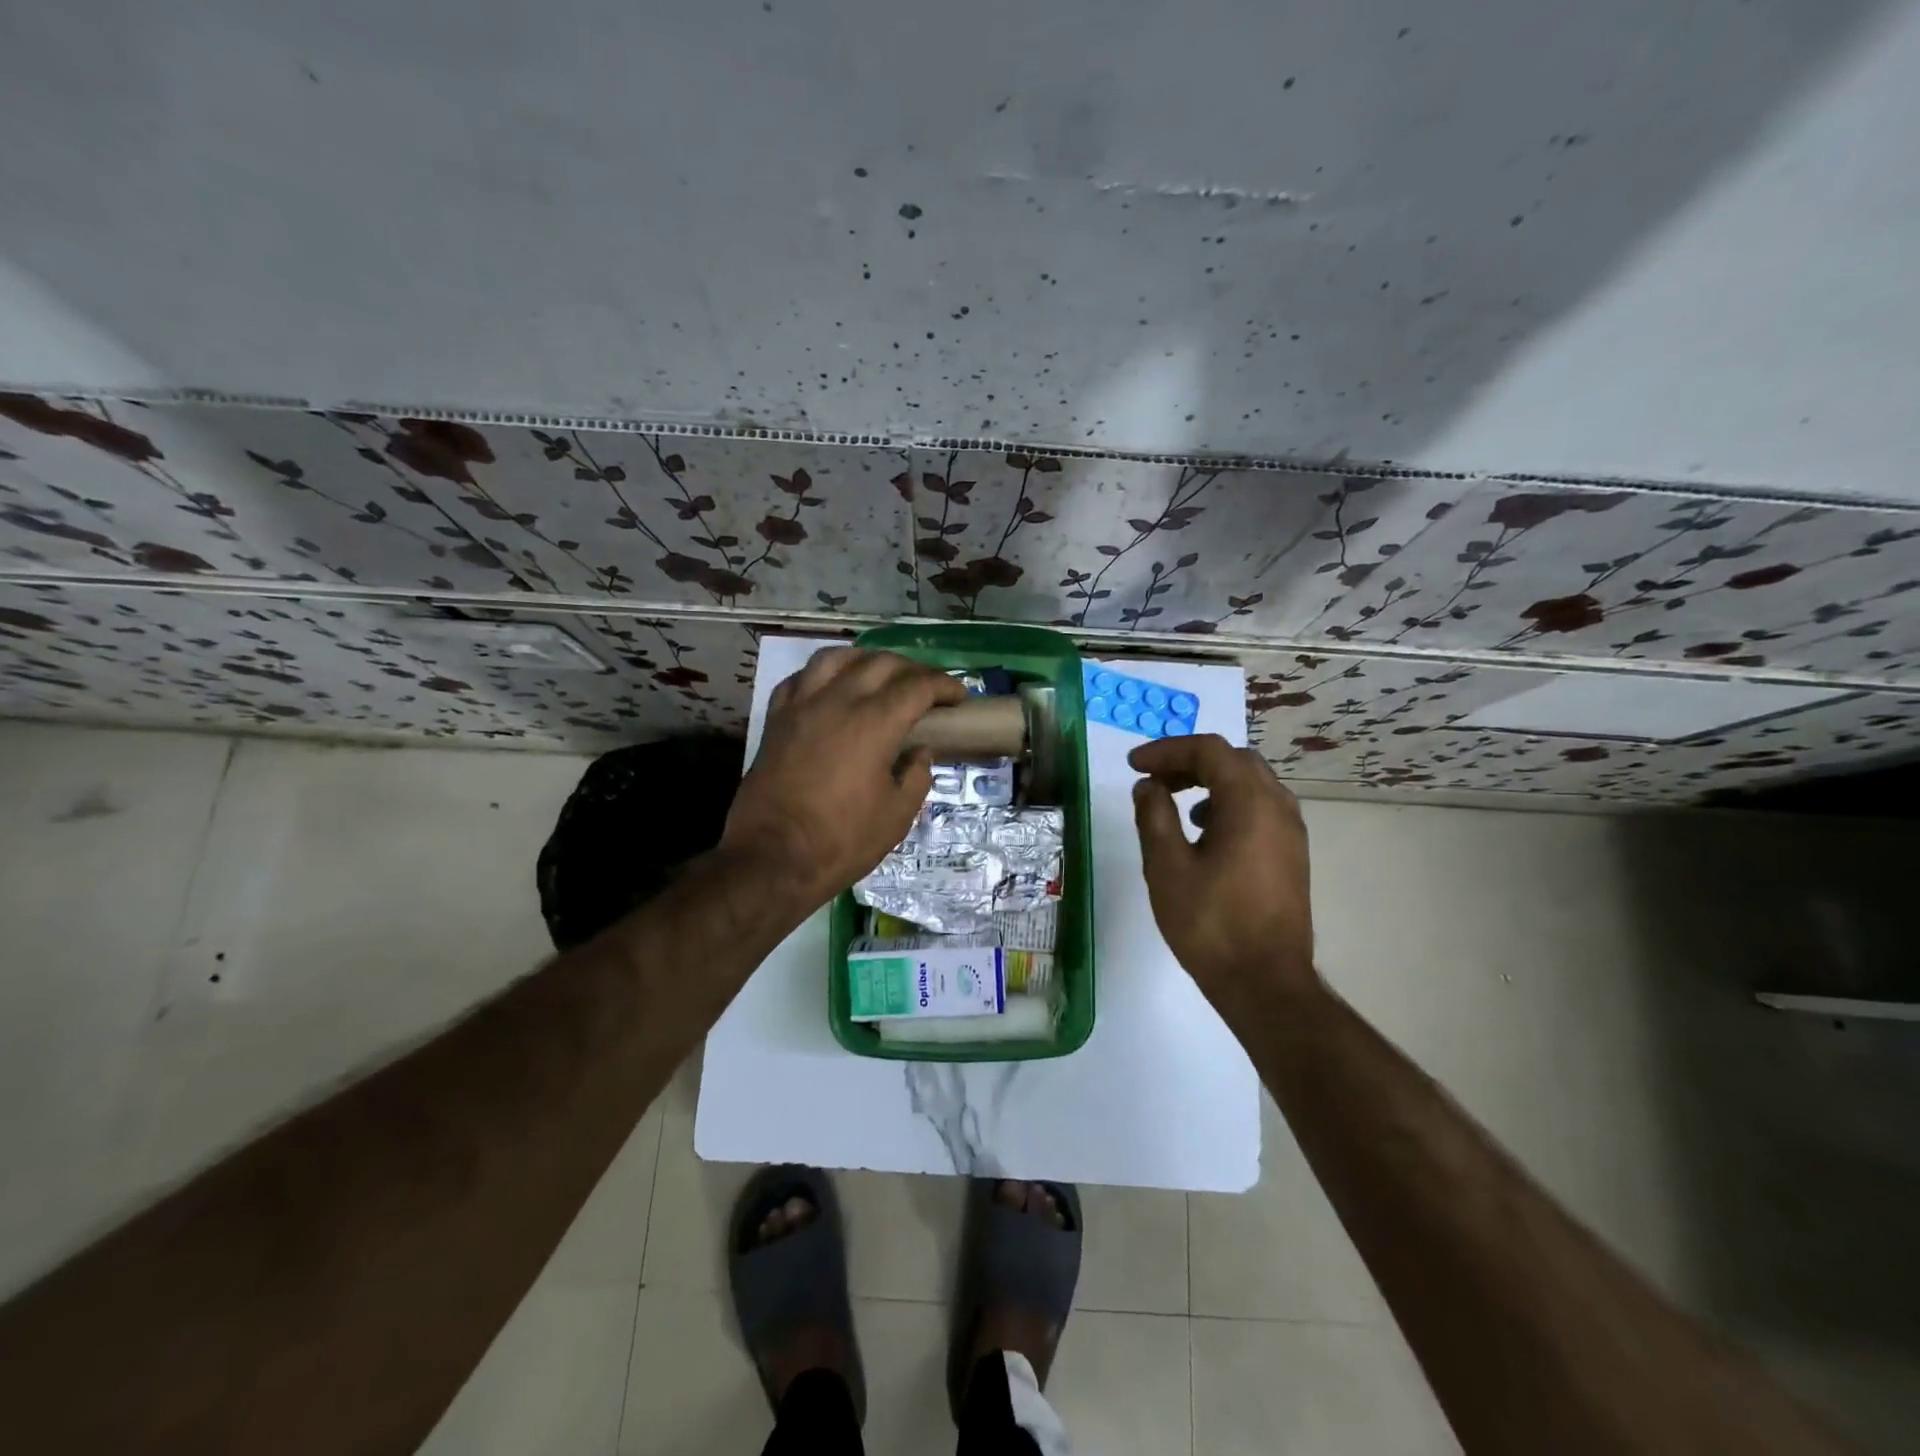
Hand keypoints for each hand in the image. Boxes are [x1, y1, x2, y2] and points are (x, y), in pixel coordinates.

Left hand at [722, 647, 964, 911]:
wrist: (772, 859)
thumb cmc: (842, 841)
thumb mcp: (897, 816)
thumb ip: (916, 776)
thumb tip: (920, 752)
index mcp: (874, 723)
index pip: (918, 686)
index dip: (944, 686)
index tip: (959, 698)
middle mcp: (838, 701)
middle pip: (881, 663)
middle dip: (912, 670)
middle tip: (927, 690)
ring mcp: (802, 706)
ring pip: (837, 658)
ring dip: (866, 661)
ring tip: (879, 676)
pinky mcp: (776, 720)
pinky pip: (801, 679)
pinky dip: (824, 675)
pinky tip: (832, 689)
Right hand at [1130, 734, 1318, 1019]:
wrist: (1265, 984)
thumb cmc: (1211, 923)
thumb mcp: (1167, 866)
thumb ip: (1154, 816)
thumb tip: (1148, 786)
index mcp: (1250, 803)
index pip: (1209, 750)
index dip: (1167, 750)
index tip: (1134, 766)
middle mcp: (1278, 807)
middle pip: (1234, 761)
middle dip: (1189, 762)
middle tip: (1153, 779)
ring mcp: (1291, 833)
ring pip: (1250, 784)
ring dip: (1210, 782)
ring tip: (1174, 804)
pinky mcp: (1291, 856)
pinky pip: (1260, 809)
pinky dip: (1228, 804)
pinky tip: (1204, 834)